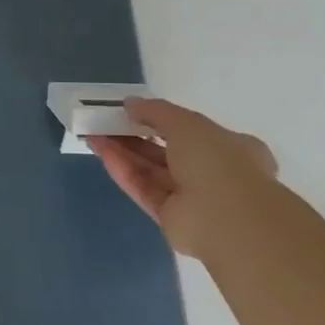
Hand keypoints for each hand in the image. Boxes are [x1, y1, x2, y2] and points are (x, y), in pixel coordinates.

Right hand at [88, 97, 284, 261]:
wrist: (228, 220)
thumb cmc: (217, 162)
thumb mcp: (187, 123)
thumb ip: (156, 111)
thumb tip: (130, 103)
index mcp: (231, 149)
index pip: (192, 132)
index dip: (161, 120)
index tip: (133, 112)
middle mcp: (213, 173)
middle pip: (166, 151)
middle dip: (135, 136)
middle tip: (105, 122)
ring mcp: (192, 198)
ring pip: (151, 170)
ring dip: (123, 152)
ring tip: (94, 135)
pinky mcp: (170, 217)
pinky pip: (144, 188)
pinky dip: (123, 170)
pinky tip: (102, 153)